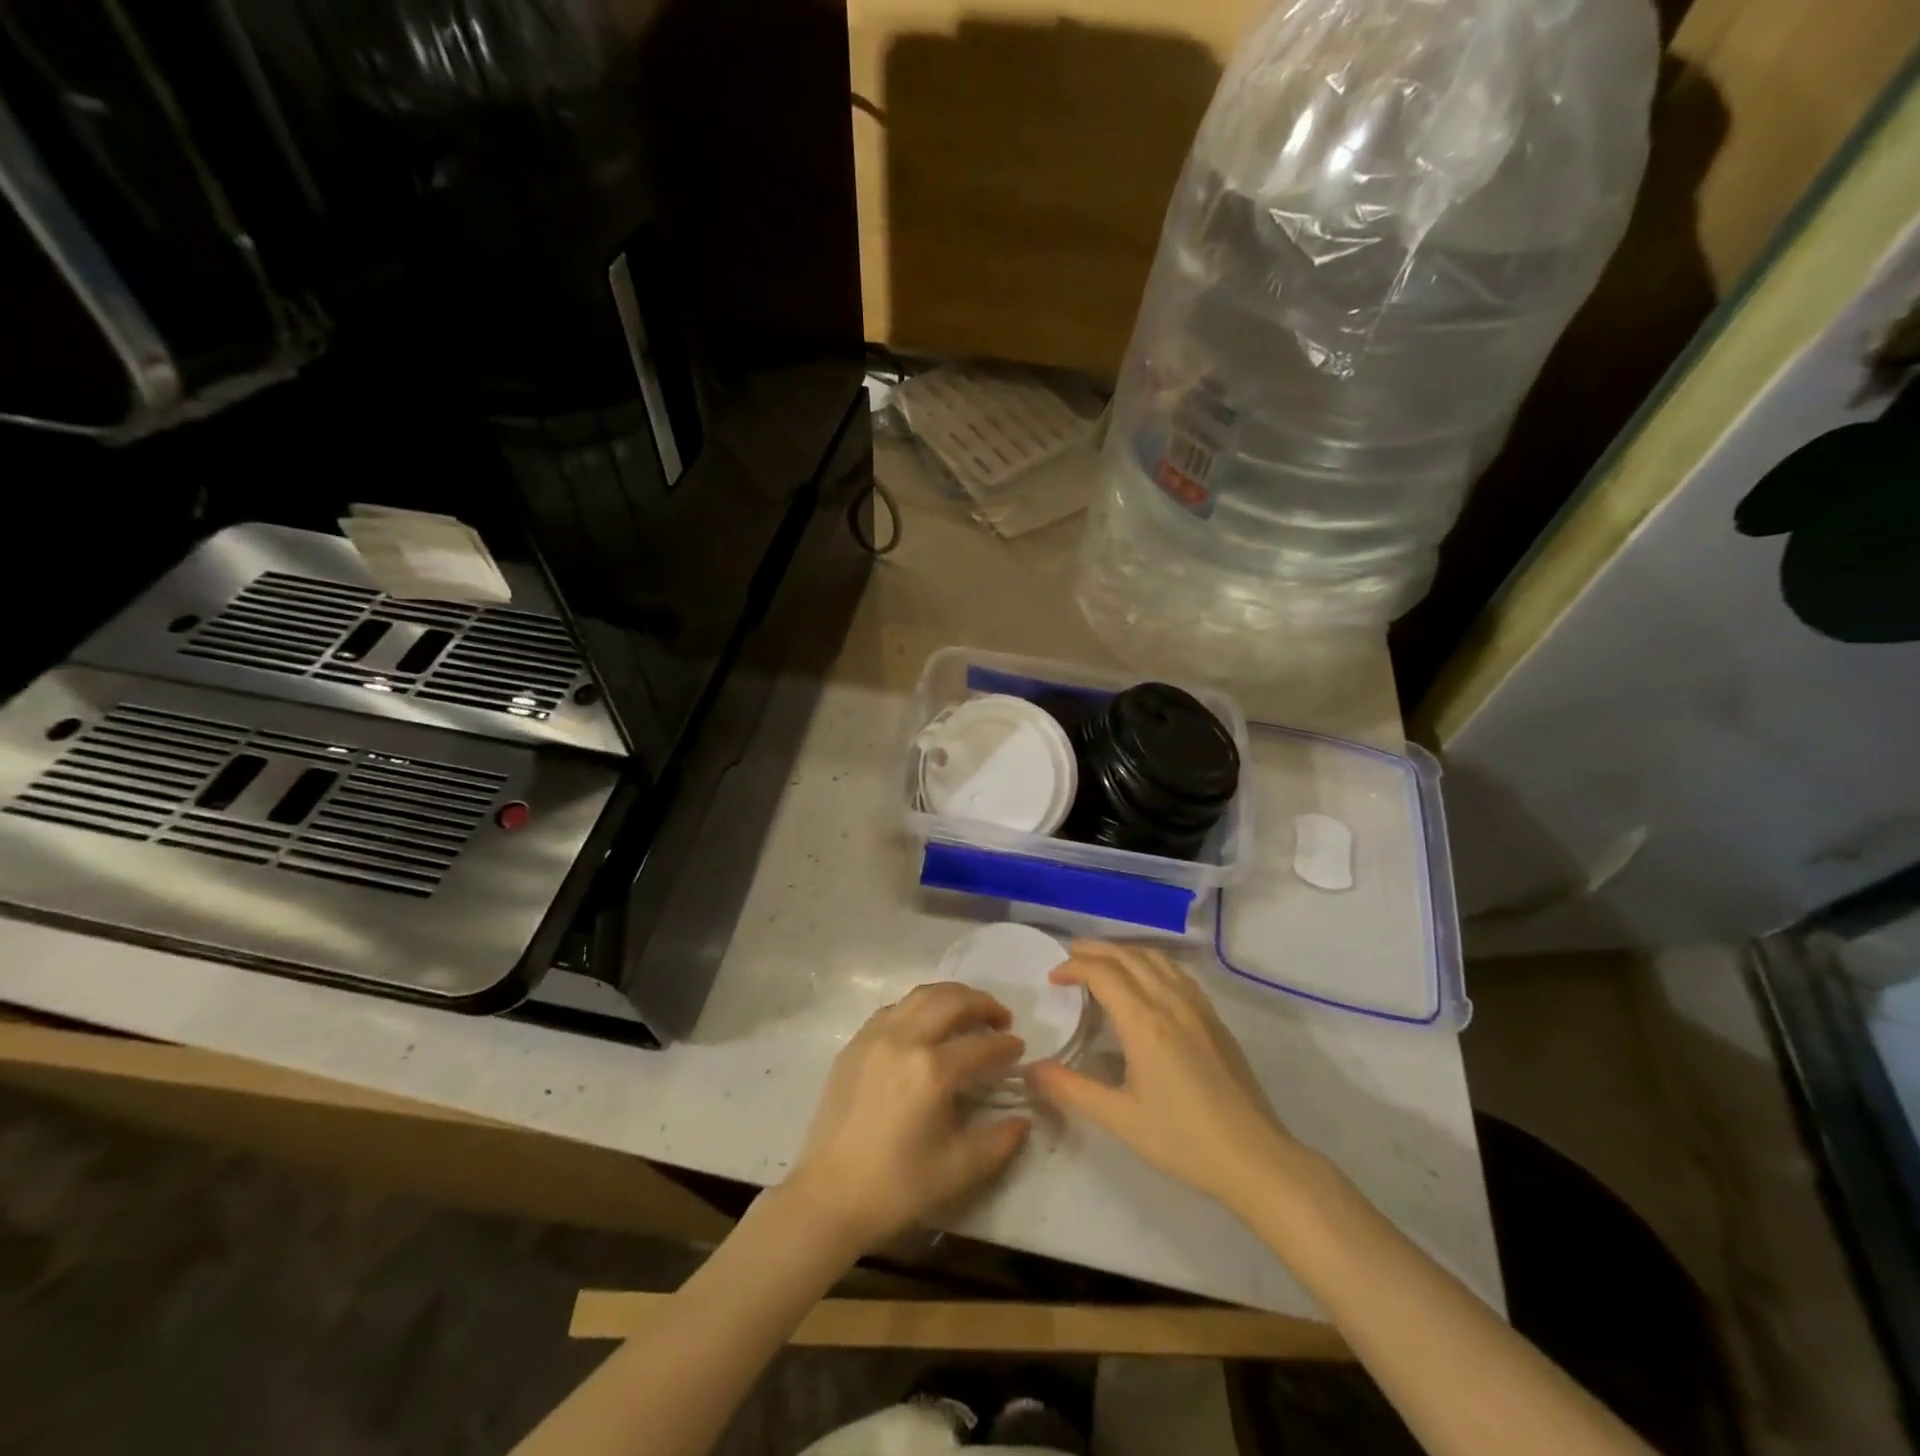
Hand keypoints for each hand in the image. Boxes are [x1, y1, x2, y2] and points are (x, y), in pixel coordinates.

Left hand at [783, 983, 1032, 1253]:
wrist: (829, 1196)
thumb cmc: (896, 1187)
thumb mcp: (958, 1170)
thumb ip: (998, 1141)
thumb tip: (1022, 1119)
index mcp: (931, 1071)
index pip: (981, 1045)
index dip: (1006, 1045)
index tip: (1020, 1049)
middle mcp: (904, 1040)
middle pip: (952, 1001)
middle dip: (983, 1004)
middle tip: (1001, 1019)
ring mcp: (875, 1036)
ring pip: (921, 995)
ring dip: (952, 996)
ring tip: (969, 1011)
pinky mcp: (855, 1043)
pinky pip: (895, 1008)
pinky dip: (919, 1006)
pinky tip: (928, 1024)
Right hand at [1027, 942, 1299, 1210]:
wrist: (1255, 1159)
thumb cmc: (1183, 1140)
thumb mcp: (1120, 1119)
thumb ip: (1072, 1089)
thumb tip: (1030, 1069)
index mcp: (1145, 1022)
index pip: (1103, 973)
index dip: (1074, 967)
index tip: (1053, 978)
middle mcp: (1171, 1002)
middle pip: (1128, 957)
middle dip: (1095, 950)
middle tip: (1069, 956)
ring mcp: (1198, 1008)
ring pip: (1156, 959)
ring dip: (1124, 952)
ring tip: (1103, 962)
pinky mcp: (1215, 1020)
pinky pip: (1177, 974)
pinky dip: (1152, 963)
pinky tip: (1147, 981)